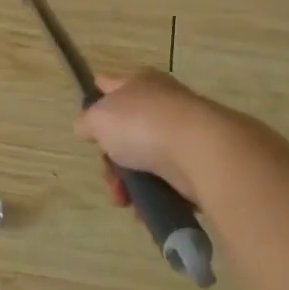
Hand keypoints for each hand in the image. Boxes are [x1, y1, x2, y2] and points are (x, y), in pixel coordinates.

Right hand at [74, 69, 236, 206]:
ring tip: (125, 200)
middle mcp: (164, 103)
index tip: (87, 128)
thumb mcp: (98, 119)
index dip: (95, 103)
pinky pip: (167, 180)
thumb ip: (87, 122)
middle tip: (109, 177)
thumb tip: (87, 127)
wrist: (201, 152)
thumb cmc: (143, 126)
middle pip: (126, 132)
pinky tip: (145, 207)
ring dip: (129, 183)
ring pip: (144, 160)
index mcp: (140, 82)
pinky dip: (154, 195)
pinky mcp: (199, 162)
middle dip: (111, 161)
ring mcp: (183, 133)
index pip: (109, 85)